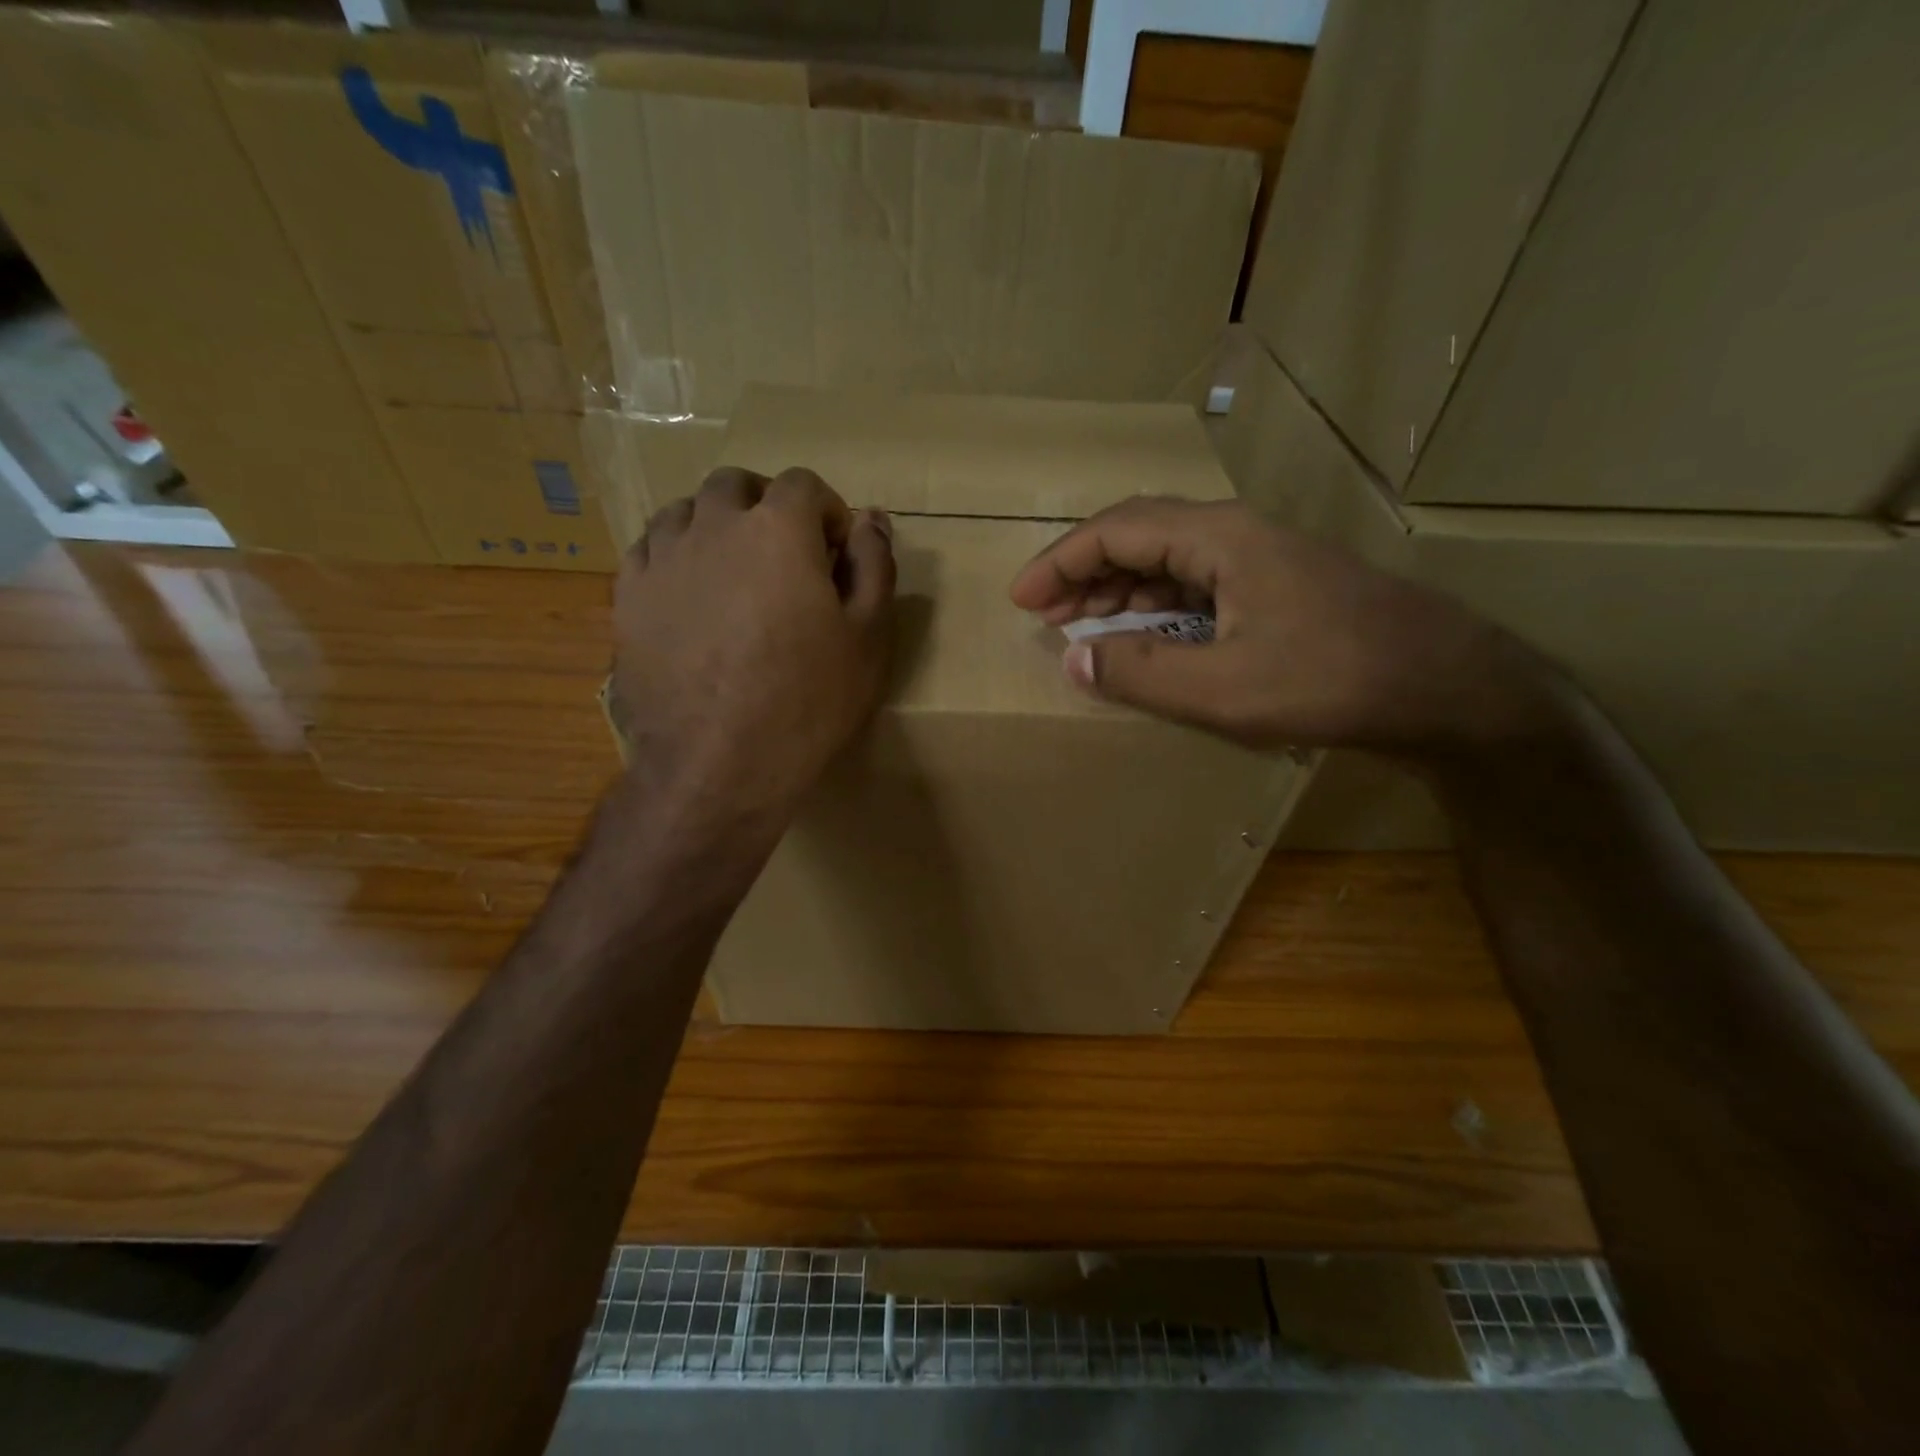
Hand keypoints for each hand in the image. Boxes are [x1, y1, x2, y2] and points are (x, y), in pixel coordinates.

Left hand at [611, 467, 894, 822]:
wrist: (719, 765)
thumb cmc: (808, 703)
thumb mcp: (868, 638)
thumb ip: (874, 566)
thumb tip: (871, 519)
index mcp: (778, 530)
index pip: (804, 483)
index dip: (826, 512)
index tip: (834, 553)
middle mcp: (713, 526)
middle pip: (737, 485)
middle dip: (766, 508)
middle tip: (784, 559)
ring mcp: (662, 559)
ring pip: (686, 511)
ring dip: (717, 527)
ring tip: (734, 575)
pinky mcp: (628, 597)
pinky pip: (650, 549)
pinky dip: (676, 556)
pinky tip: (692, 597)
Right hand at [1008, 496, 1552, 757]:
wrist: (1444, 685)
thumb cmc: (1331, 680)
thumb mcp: (1223, 688)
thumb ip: (1140, 672)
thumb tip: (1072, 659)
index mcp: (1218, 539)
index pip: (1116, 531)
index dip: (1061, 562)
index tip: (1022, 600)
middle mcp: (1234, 535)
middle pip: (1139, 536)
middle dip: (1084, 573)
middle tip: (1045, 615)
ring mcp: (1258, 560)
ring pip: (1167, 560)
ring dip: (1118, 590)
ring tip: (1082, 626)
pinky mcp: (1274, 588)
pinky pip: (1195, 586)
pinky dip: (1155, 607)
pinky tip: (1144, 636)